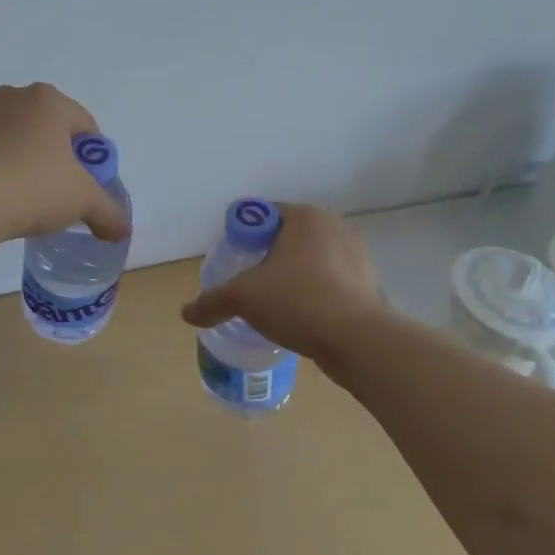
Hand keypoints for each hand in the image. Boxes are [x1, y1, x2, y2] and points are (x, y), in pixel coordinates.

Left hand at [0, 83, 132, 247]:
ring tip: (37, 196)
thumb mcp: (83, 200)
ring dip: (35, 161)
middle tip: (66, 192)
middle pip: (54, 130)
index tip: (89, 187)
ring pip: (25, 139)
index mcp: (50, 99)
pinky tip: (12, 194)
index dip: (93, 160)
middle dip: (63, 159)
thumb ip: (108, 212)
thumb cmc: (35, 187)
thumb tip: (122, 230)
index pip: (86, 127)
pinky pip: (1, 150)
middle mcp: (18, 97)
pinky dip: (10, 167)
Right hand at [180, 204, 386, 366]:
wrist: (357, 340)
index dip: (243, 236)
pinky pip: (331, 281)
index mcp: (304, 216)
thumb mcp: (244, 298)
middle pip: (287, 237)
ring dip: (293, 275)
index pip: (263, 215)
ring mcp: (356, 255)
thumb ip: (212, 301)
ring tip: (275, 302)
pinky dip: (315, 292)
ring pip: (311, 260)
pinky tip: (302, 316)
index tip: (234, 261)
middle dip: (268, 257)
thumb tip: (186, 313)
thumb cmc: (297, 300)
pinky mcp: (368, 283)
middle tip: (249, 282)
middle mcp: (333, 226)